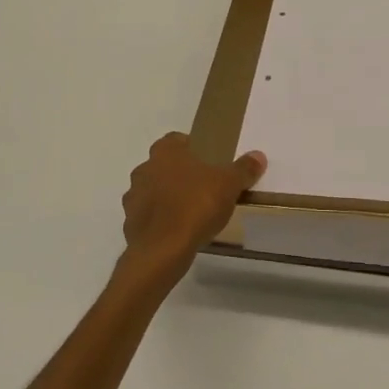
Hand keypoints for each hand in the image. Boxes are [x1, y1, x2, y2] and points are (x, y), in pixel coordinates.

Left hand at [121, 133, 267, 266]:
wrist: (162, 249)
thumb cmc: (196, 206)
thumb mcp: (229, 185)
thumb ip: (243, 169)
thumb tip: (258, 156)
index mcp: (165, 153)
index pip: (175, 139)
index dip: (190, 147)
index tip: (207, 160)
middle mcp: (144, 169)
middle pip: (162, 165)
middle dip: (179, 173)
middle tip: (202, 186)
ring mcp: (133, 197)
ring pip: (152, 190)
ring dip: (166, 197)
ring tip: (189, 212)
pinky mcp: (130, 223)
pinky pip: (147, 216)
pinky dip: (159, 220)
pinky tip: (176, 231)